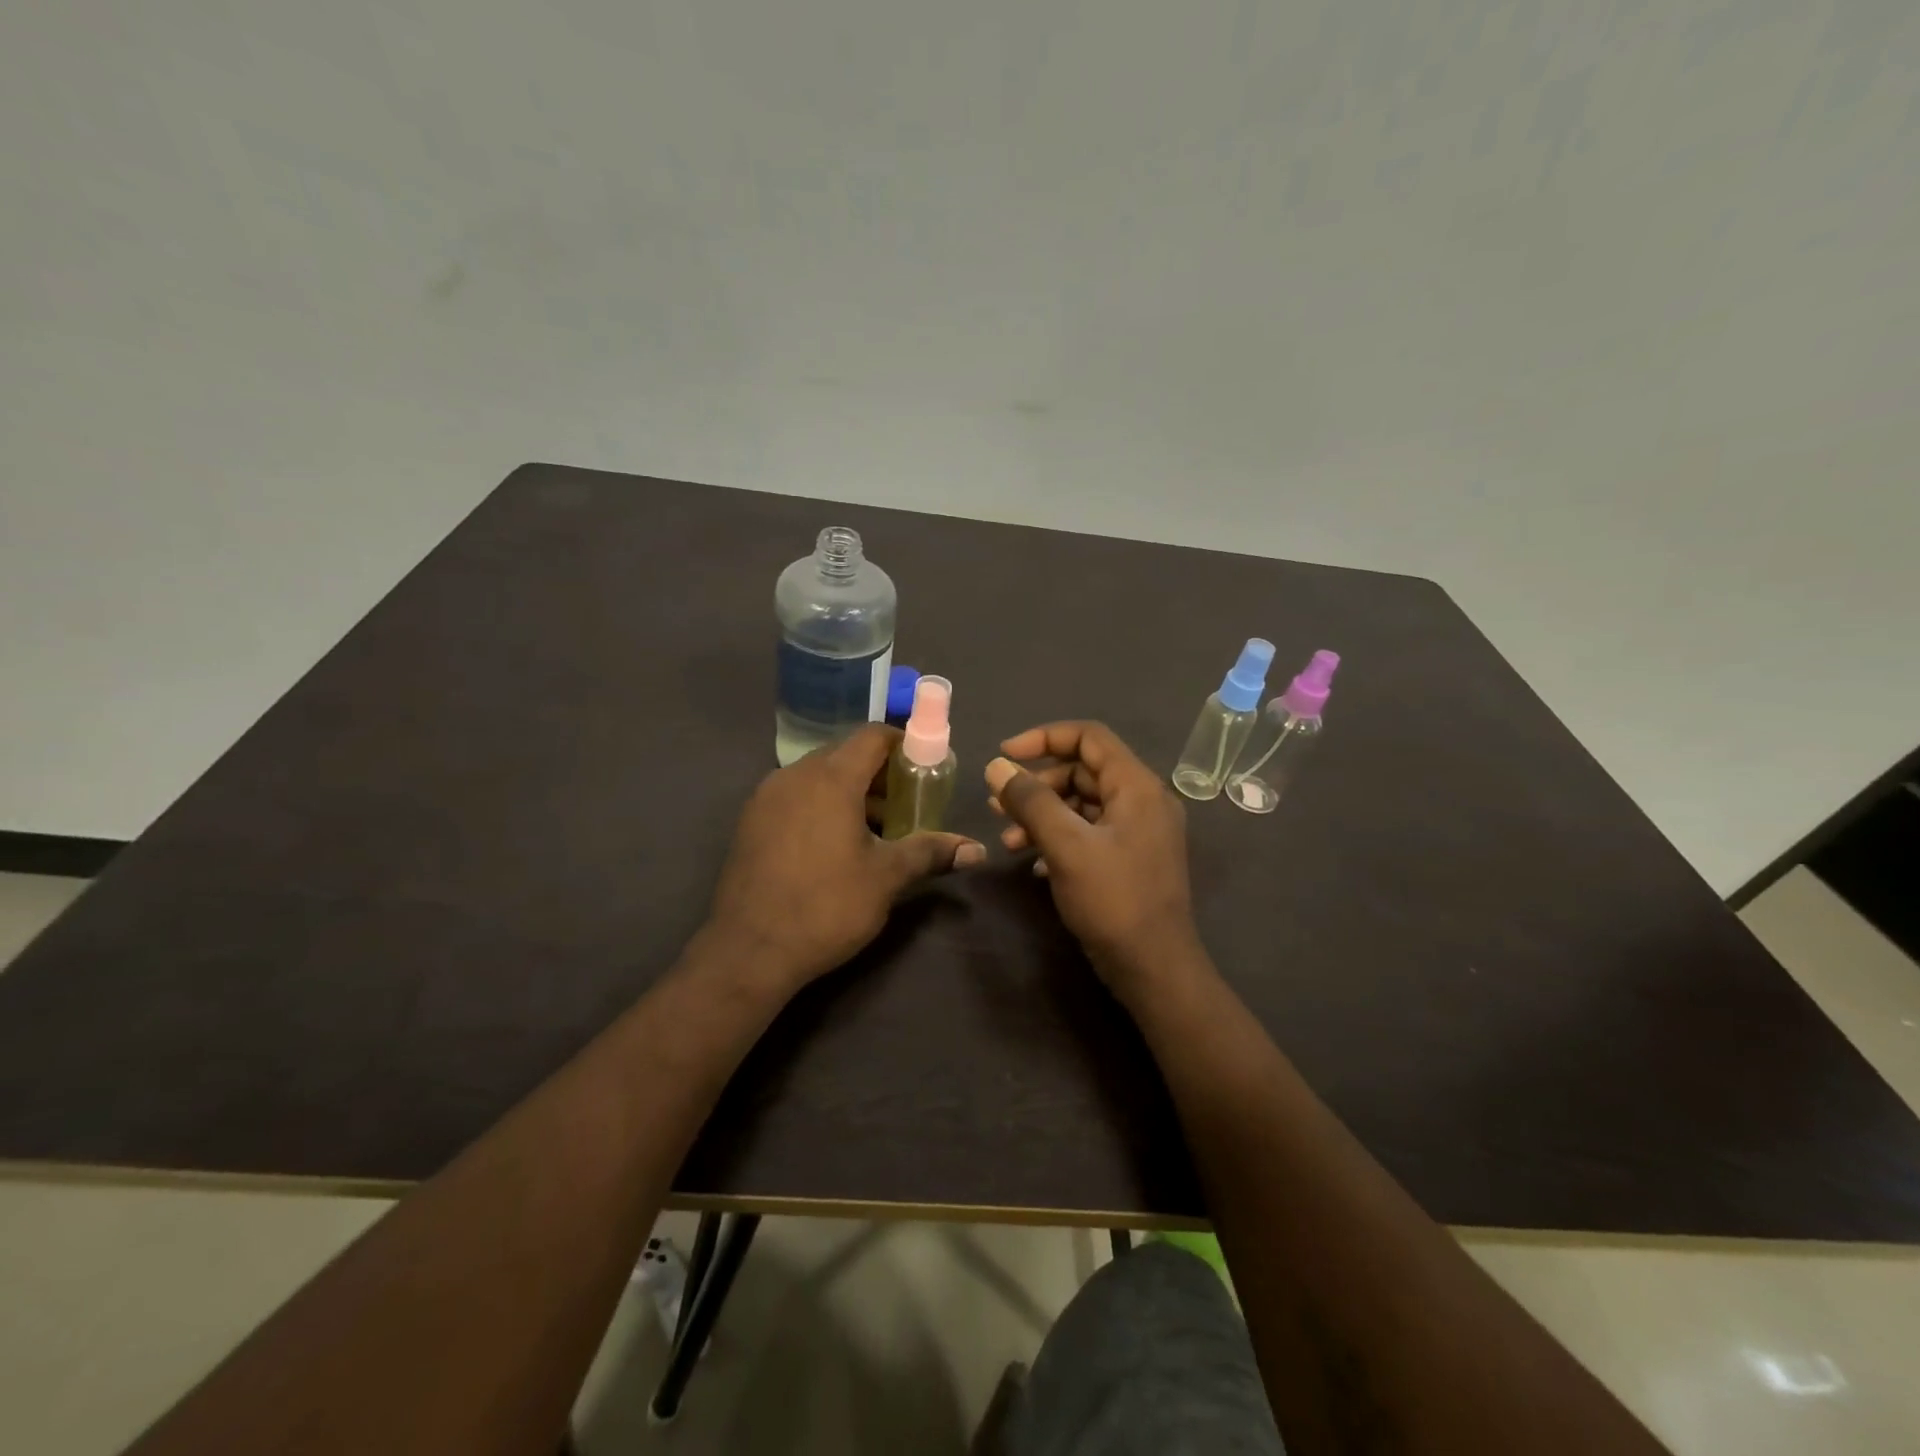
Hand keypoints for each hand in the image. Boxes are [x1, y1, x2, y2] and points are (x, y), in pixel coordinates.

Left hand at [708, 724, 984, 991]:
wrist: (748, 951)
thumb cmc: (826, 906)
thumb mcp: (886, 878)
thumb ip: (930, 853)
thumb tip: (977, 850)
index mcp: (830, 778)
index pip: (872, 736)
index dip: (904, 744)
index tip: (925, 769)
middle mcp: (794, 775)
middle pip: (845, 754)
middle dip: (880, 773)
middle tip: (907, 803)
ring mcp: (766, 797)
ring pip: (818, 776)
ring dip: (850, 790)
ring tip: (876, 828)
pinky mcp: (750, 821)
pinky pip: (795, 796)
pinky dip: (821, 805)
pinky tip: (834, 844)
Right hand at [986, 722, 1202, 1002]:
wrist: (1154, 968)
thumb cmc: (1113, 900)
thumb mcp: (1066, 845)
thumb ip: (1031, 801)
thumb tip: (997, 766)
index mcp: (1137, 786)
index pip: (1089, 736)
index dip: (1043, 737)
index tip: (1004, 755)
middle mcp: (1143, 800)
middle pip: (1082, 771)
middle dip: (1037, 784)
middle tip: (998, 806)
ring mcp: (1139, 831)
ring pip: (1082, 805)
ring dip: (1043, 815)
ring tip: (1008, 840)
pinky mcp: (1130, 859)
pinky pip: (1090, 833)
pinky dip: (1059, 838)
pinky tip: (1033, 863)